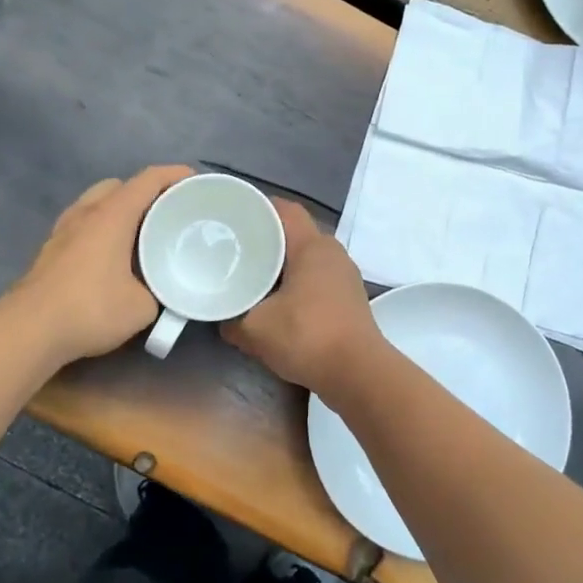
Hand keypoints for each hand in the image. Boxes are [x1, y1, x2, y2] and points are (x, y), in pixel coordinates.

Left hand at [14, 165, 192, 364]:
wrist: (30, 330)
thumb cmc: (91, 308)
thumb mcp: (143, 306)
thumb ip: (159, 291)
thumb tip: (163, 291)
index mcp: (113, 214)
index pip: (148, 179)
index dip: (175, 174)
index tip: (196, 180)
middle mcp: (86, 212)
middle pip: (119, 185)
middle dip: (145, 192)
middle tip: (167, 212)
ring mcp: (63, 229)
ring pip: (96, 203)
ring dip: (119, 209)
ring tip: (140, 233)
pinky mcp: (50, 249)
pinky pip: (83, 224)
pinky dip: (102, 227)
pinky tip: (111, 254)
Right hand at [224, 200, 381, 393]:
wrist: (358, 374)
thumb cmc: (307, 337)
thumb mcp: (255, 329)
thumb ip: (232, 320)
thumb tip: (223, 320)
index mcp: (312, 246)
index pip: (285, 210)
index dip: (259, 207)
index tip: (234, 215)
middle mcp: (333, 253)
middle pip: (296, 233)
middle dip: (268, 237)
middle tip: (237, 246)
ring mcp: (346, 275)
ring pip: (308, 257)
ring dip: (284, 263)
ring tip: (255, 273)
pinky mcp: (350, 298)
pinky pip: (318, 277)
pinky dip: (298, 282)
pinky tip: (280, 300)